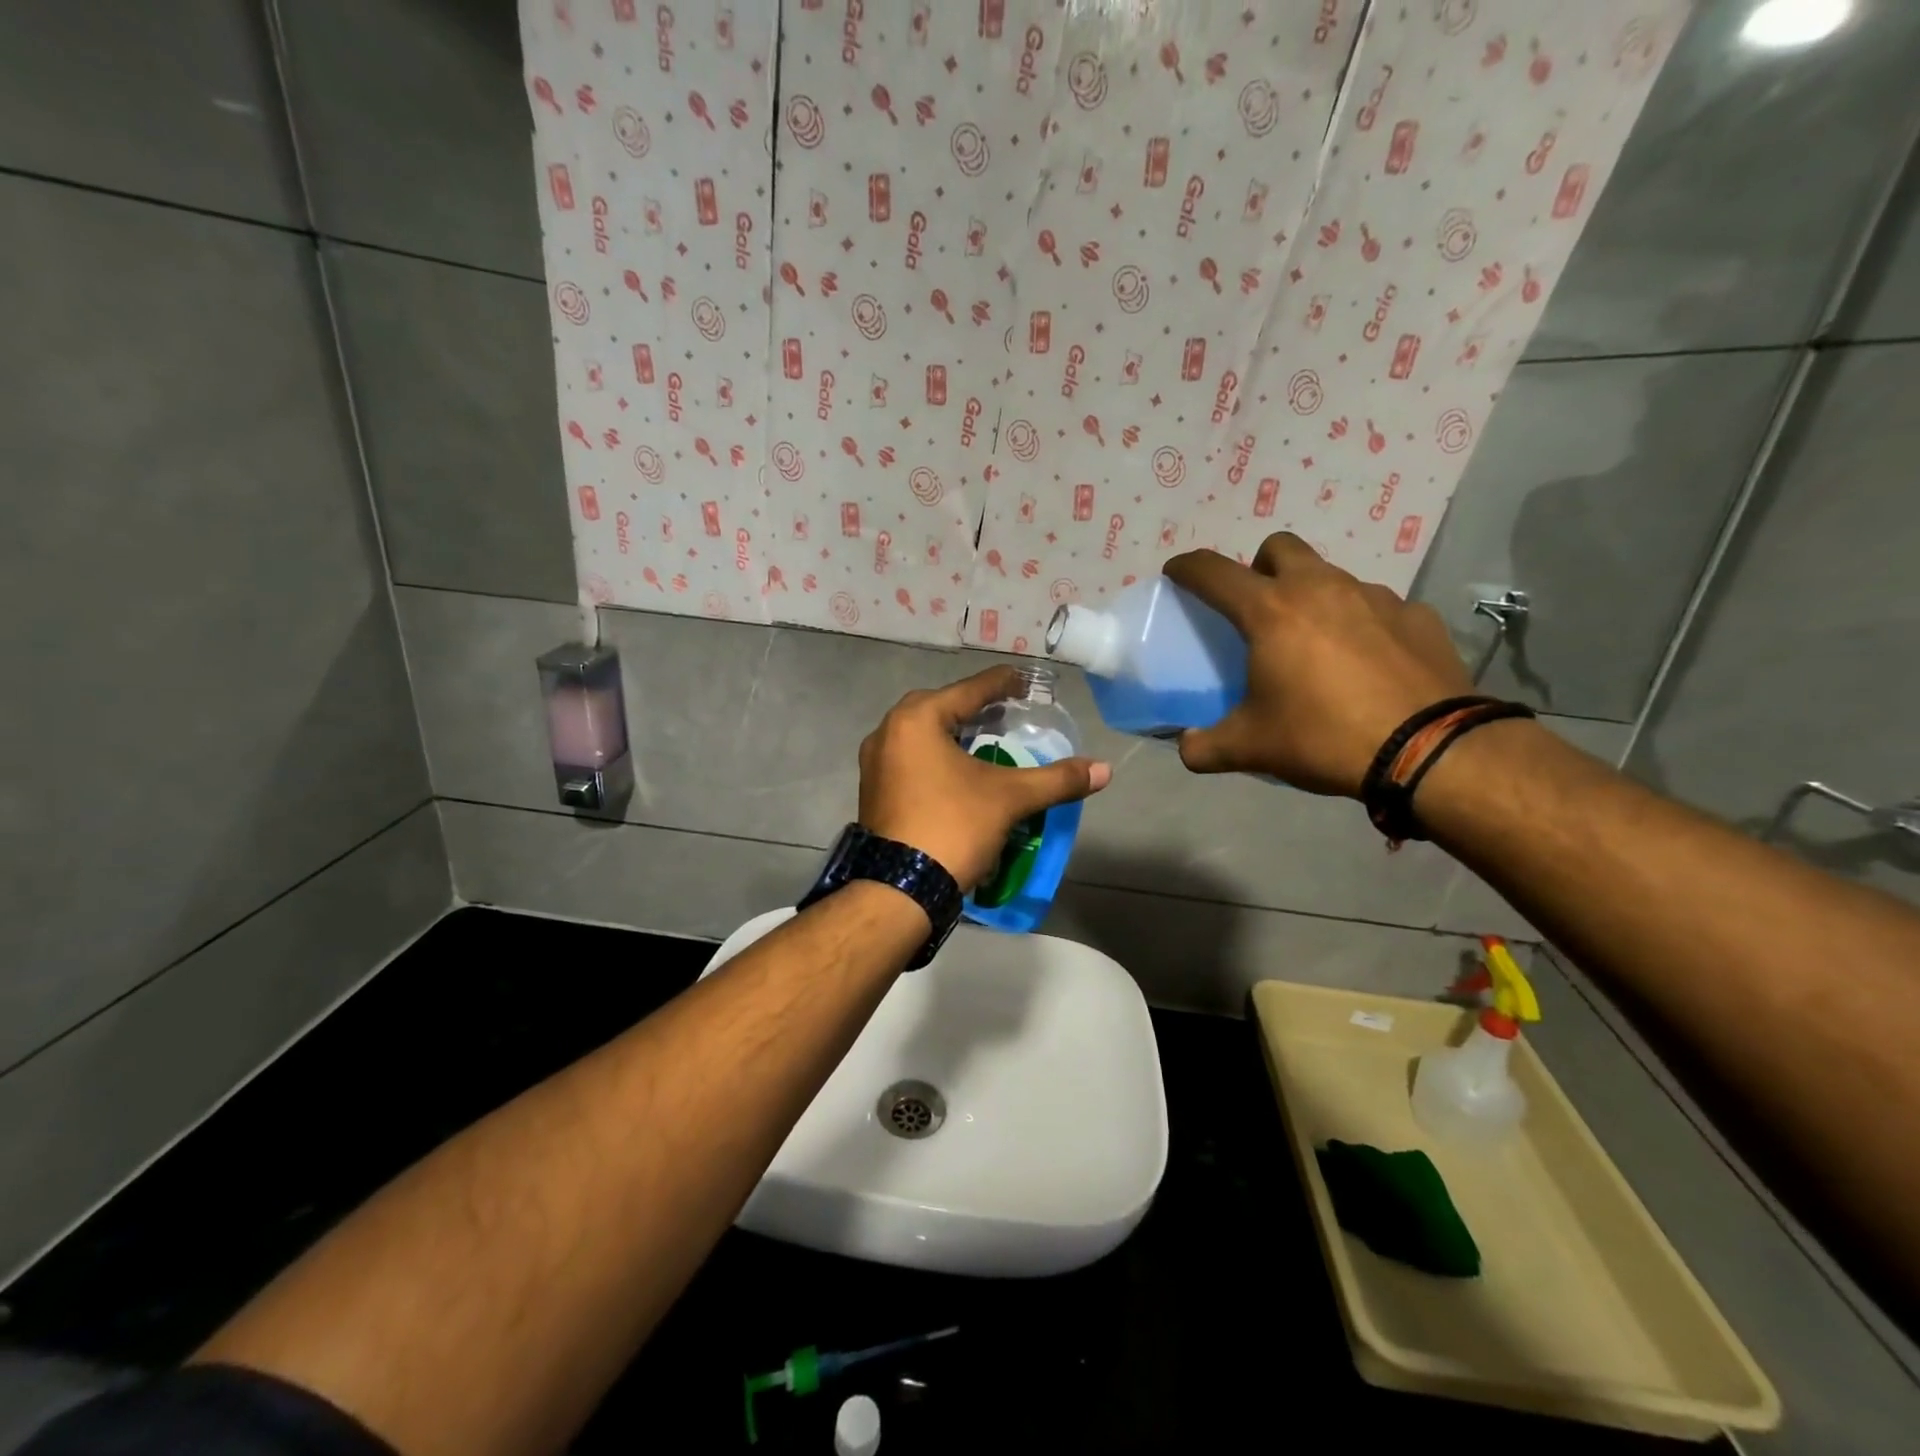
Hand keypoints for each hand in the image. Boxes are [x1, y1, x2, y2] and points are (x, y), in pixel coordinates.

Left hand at [858, 668, 1111, 891]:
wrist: (901, 888)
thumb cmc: (954, 826)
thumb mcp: (1010, 798)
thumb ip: (1057, 779)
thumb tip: (1105, 770)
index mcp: (917, 720)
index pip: (969, 690)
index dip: (1002, 683)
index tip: (1025, 682)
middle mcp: (889, 731)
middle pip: (940, 707)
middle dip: (974, 707)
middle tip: (1005, 712)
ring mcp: (875, 763)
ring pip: (921, 735)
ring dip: (952, 732)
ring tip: (983, 740)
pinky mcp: (873, 790)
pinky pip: (909, 759)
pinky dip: (935, 757)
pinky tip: (957, 772)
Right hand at [1164, 534, 1471, 796]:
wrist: (1429, 749)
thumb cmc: (1323, 736)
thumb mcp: (1251, 747)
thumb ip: (1205, 746)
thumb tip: (1187, 747)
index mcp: (1270, 612)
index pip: (1214, 573)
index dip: (1188, 568)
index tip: (1177, 572)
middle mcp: (1320, 588)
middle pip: (1279, 548)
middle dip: (1259, 567)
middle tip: (1258, 608)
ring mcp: (1375, 596)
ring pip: (1330, 575)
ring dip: (1312, 595)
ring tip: (1315, 642)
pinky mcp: (1416, 615)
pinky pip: (1377, 606)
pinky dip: (1361, 623)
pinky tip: (1366, 660)